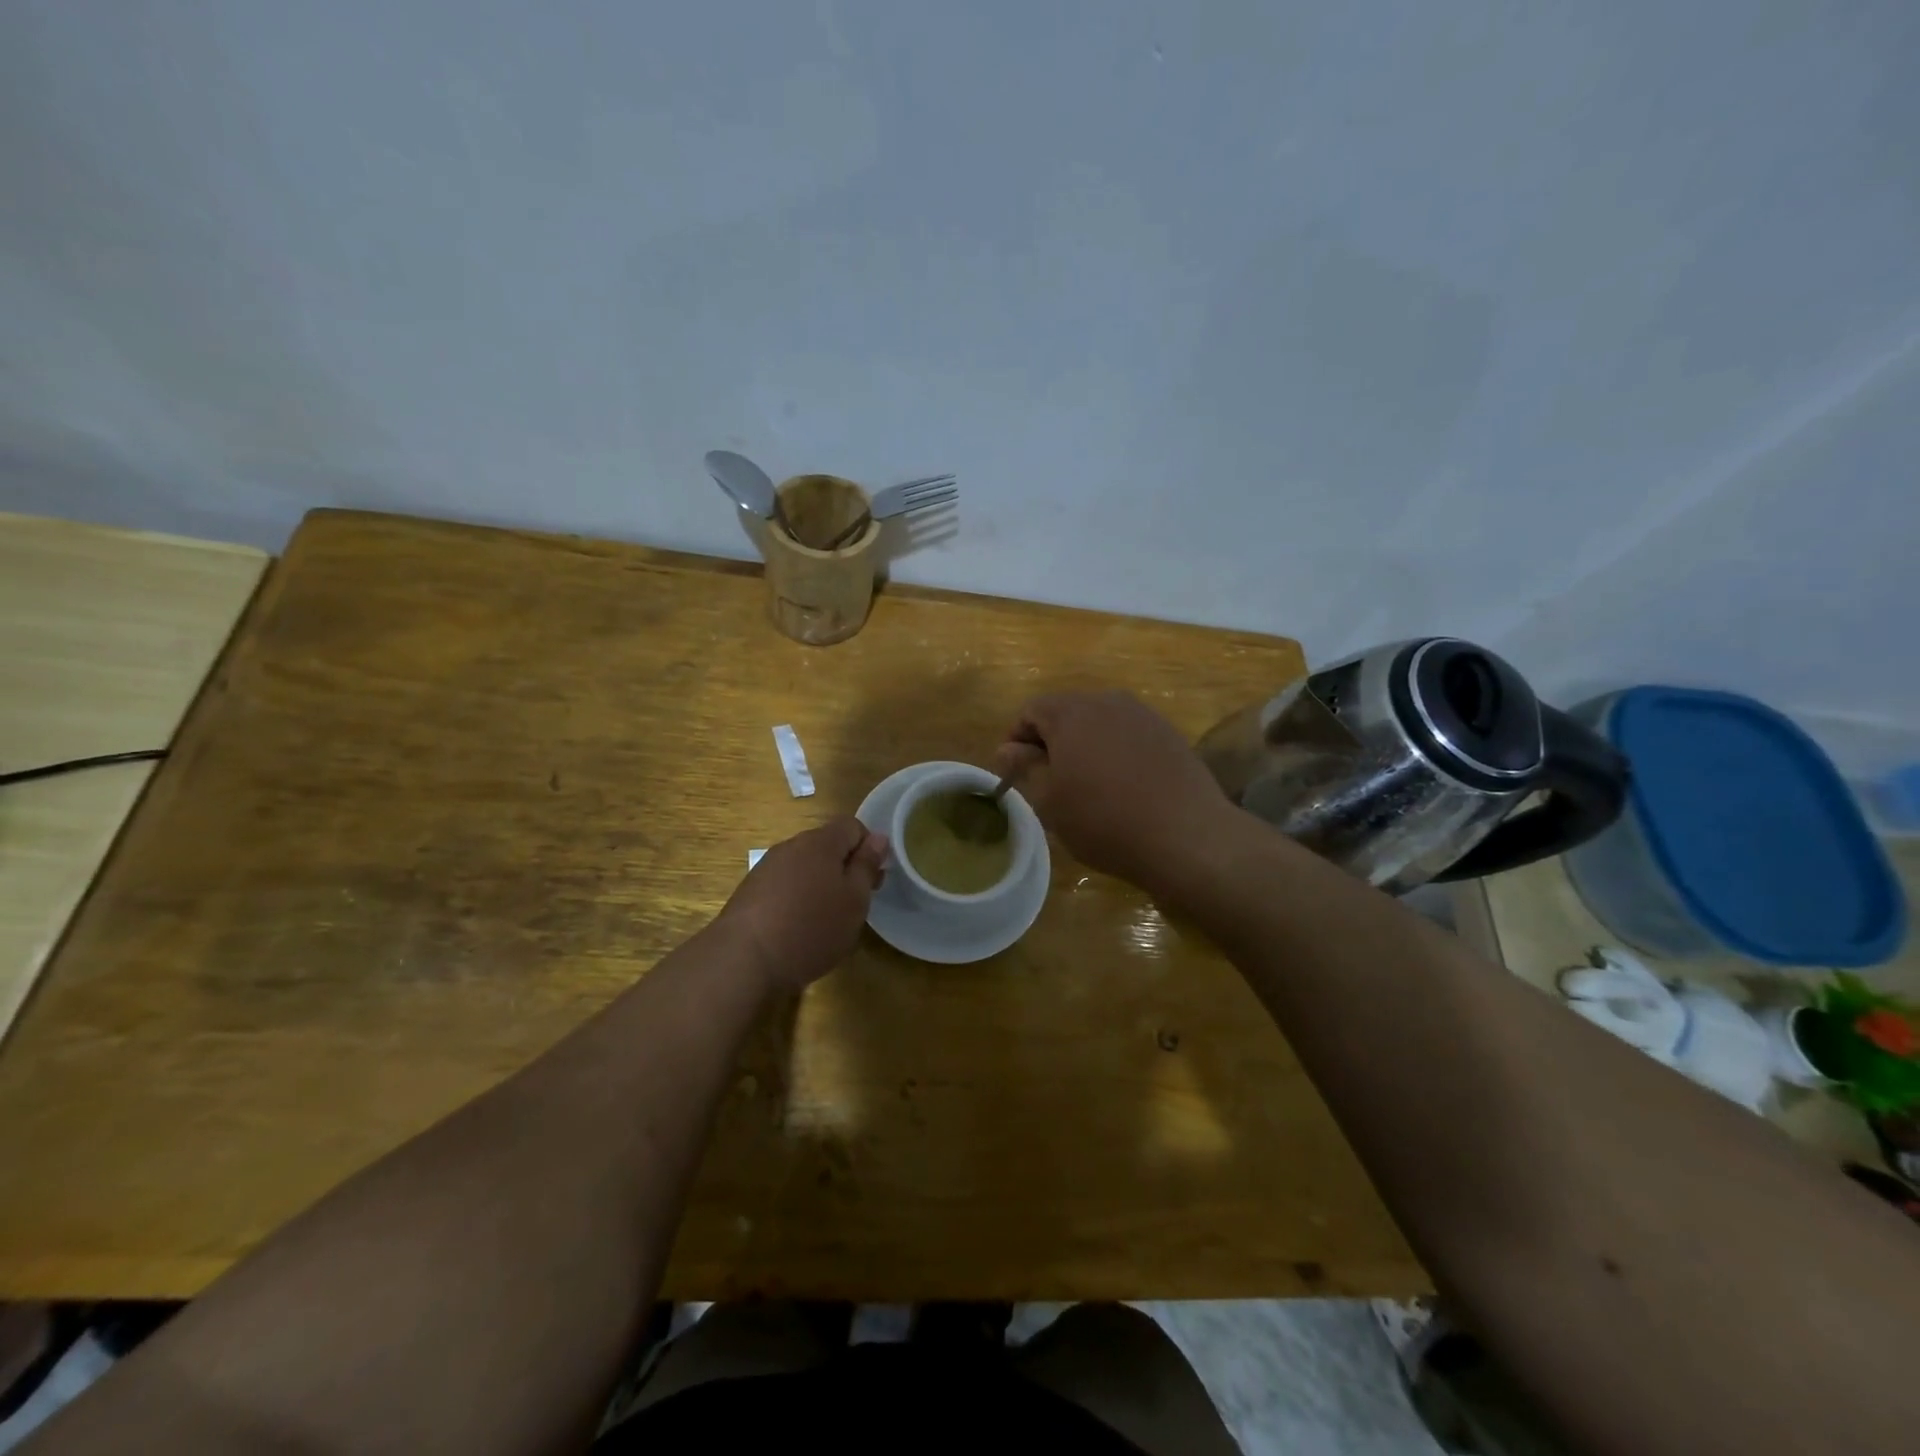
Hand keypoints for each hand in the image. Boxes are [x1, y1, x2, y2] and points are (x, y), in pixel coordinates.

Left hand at [716, 817, 888, 991]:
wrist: (744, 960)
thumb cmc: (811, 927)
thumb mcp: (854, 900)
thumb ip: (866, 865)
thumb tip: (878, 837)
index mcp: (821, 842)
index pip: (852, 826)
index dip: (868, 848)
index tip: (873, 880)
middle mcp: (791, 846)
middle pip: (826, 846)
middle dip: (844, 869)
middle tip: (854, 905)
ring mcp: (766, 868)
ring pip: (804, 867)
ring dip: (820, 885)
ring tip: (825, 921)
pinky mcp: (750, 892)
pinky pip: (784, 886)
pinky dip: (796, 900)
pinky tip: (797, 930)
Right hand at [993, 690, 1230, 890]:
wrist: (1185, 835)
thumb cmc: (1103, 820)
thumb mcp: (1050, 801)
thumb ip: (1026, 768)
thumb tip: (1007, 750)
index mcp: (1070, 713)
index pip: (1031, 711)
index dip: (1017, 739)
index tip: (1016, 772)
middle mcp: (1106, 701)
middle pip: (1066, 712)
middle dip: (1051, 740)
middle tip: (1048, 780)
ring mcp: (1142, 714)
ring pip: (1100, 722)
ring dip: (1085, 744)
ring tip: (1086, 784)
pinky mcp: (1168, 733)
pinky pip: (1129, 734)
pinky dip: (1116, 751)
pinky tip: (1122, 785)